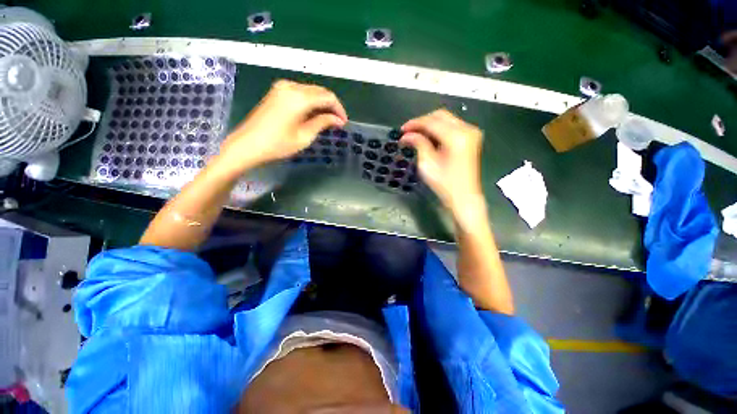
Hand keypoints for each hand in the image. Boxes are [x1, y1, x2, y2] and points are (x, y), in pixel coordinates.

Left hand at [213, 80, 346, 177]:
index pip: (328, 97)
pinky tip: (313, 115)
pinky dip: (310, 102)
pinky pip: (300, 93)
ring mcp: (282, 87)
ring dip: (321, 104)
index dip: (339, 109)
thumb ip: (322, 123)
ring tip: (327, 121)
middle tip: (337, 123)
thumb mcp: (304, 136)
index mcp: (299, 97)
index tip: (343, 123)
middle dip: (331, 106)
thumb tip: (338, 120)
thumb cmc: (278, 144)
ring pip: (311, 91)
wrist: (247, 145)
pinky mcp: (277, 92)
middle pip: (319, 91)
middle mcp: (291, 86)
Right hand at [400, 109, 484, 217]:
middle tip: (408, 132)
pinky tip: (428, 137)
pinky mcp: (471, 138)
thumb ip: (418, 144)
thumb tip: (406, 135)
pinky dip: (439, 129)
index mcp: (456, 136)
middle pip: (440, 116)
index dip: (414, 124)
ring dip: (430, 125)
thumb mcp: (427, 164)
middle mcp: (467, 129)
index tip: (401, 130)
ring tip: (416, 135)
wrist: (464, 197)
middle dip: (422, 122)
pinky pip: (452, 126)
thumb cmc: (444, 184)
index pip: (431, 122)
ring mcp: (471, 132)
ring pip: (446, 119)